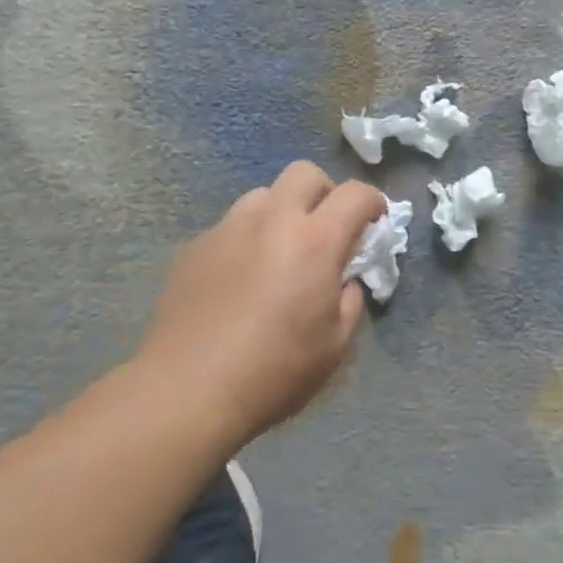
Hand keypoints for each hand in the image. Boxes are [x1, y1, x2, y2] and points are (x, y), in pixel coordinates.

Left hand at [136, 162, 387, 444]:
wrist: (187, 390)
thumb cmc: (274, 371)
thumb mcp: (334, 345)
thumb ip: (349, 301)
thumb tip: (344, 281)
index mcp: (315, 241)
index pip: (355, 194)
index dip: (373, 202)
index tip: (374, 222)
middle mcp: (272, 220)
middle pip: (304, 173)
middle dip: (324, 193)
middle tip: (325, 229)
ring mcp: (228, 229)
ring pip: (262, 195)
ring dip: (281, 212)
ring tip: (278, 252)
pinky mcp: (195, 246)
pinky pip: (230, 227)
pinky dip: (245, 239)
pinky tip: (238, 279)